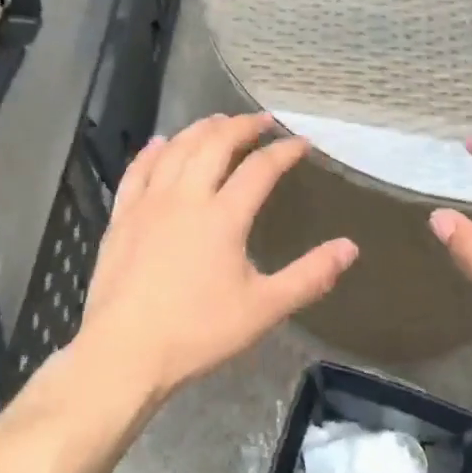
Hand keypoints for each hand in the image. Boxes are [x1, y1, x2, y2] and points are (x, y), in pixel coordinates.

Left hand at [72, 113, 358, 402]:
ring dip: (200, 129)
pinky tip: (161, 142)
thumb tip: (350, 247)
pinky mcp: (122, 217)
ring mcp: (148, 203)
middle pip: (214, 144)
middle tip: (260, 120)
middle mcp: (185, 197)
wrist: (125, 351)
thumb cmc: (198, 332)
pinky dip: (153, 151)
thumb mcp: (263, 309)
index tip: (300, 143)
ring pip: (176, 149)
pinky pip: (137, 170)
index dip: (283, 151)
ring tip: (218, 122)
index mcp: (223, 216)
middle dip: (241, 126)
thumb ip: (309, 276)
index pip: (260, 169)